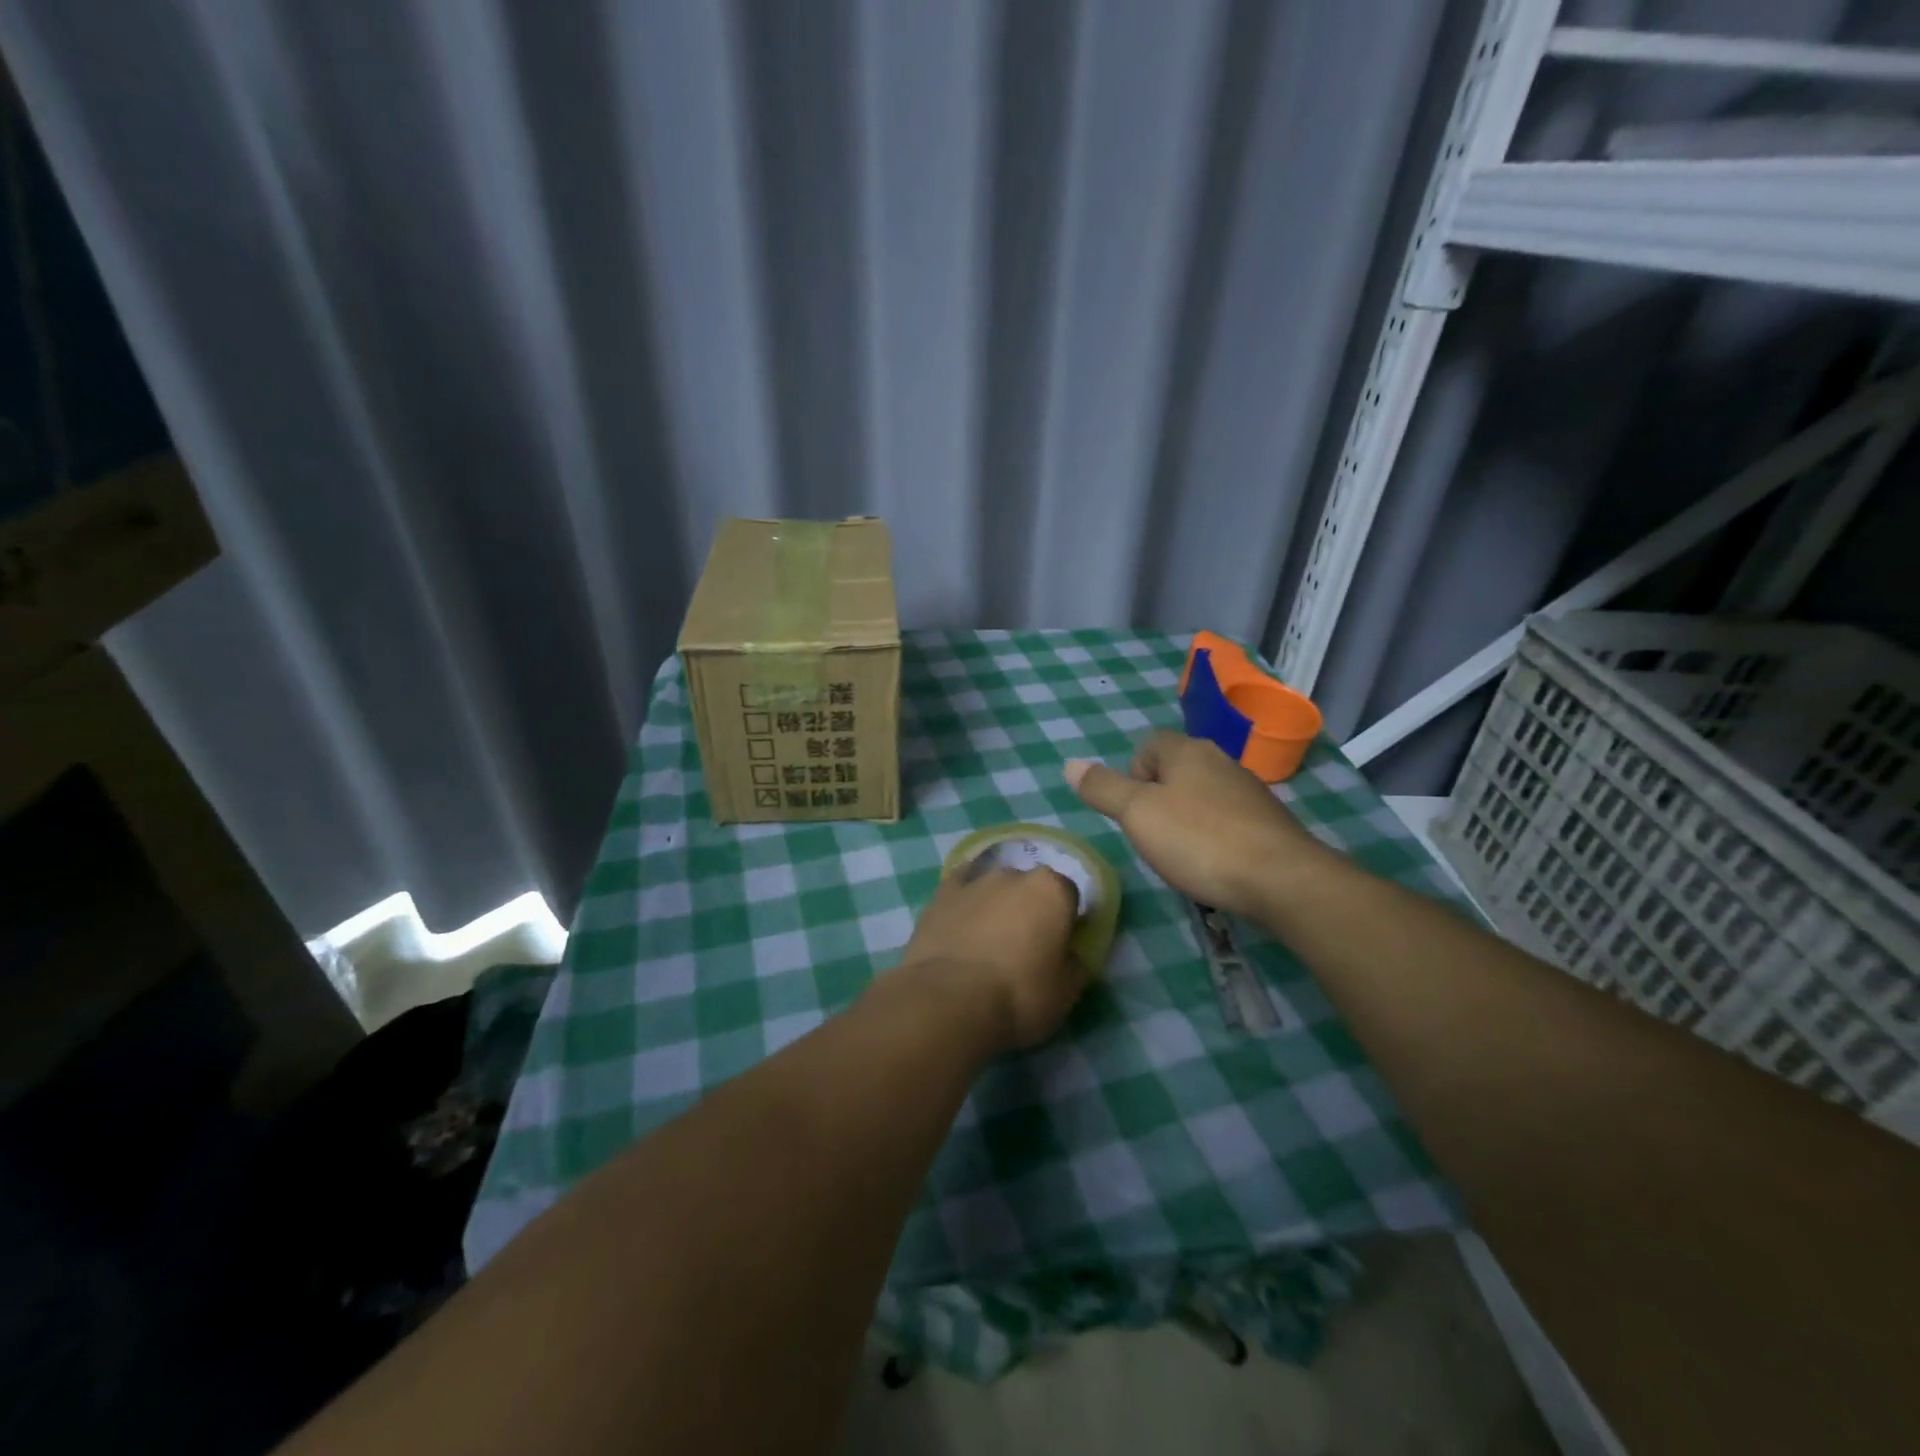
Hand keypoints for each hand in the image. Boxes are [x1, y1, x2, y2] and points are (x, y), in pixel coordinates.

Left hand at [897, 866, 1087, 1051]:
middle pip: (1030, 888)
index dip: (1065, 922)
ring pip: (994, 888)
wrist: (949, 1001)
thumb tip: (1070, 953)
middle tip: (1024, 948)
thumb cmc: (1018, 996)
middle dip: (1030, 910)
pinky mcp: (941, 894)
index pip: (1068, 897)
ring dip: (997, 906)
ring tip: (987, 944)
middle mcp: (1014, 874)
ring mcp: (974, 881)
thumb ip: (1076, 963)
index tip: (1058, 948)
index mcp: (1052, 890)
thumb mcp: (1066, 992)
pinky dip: (965, 899)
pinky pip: (960, 887)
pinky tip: (962, 917)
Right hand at [1066, 731, 1333, 919]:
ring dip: (1186, 819)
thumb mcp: (1137, 814)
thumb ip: (1103, 788)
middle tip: (1151, 835)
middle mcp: (1221, 761)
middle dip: (1157, 799)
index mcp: (1187, 751)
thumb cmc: (1199, 840)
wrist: (1281, 879)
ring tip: (1181, 854)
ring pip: (1202, 795)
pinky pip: (1228, 820)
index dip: (1132, 774)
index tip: (1132, 811)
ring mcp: (1250, 791)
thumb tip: (1070, 764)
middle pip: (1175, 770)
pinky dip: (1214, 837)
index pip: (1148, 745)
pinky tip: (1214, 864)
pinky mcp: (1269, 823)